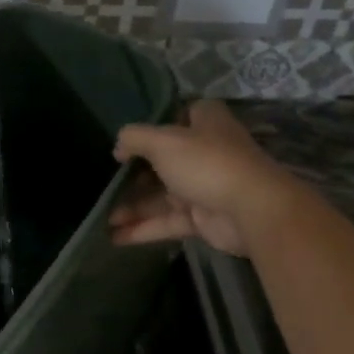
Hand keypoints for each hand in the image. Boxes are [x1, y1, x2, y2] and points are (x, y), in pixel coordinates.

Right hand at [110, 100, 296, 256]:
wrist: (252, 210)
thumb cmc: (206, 163)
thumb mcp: (163, 141)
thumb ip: (135, 138)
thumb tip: (118, 147)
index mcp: (204, 123)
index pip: (178, 116)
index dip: (153, 126)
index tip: (127, 140)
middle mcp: (204, 152)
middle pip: (162, 161)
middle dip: (133, 175)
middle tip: (104, 184)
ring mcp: (204, 186)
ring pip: (162, 195)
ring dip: (133, 206)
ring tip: (102, 216)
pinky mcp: (203, 218)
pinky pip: (168, 221)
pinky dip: (144, 228)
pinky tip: (115, 237)